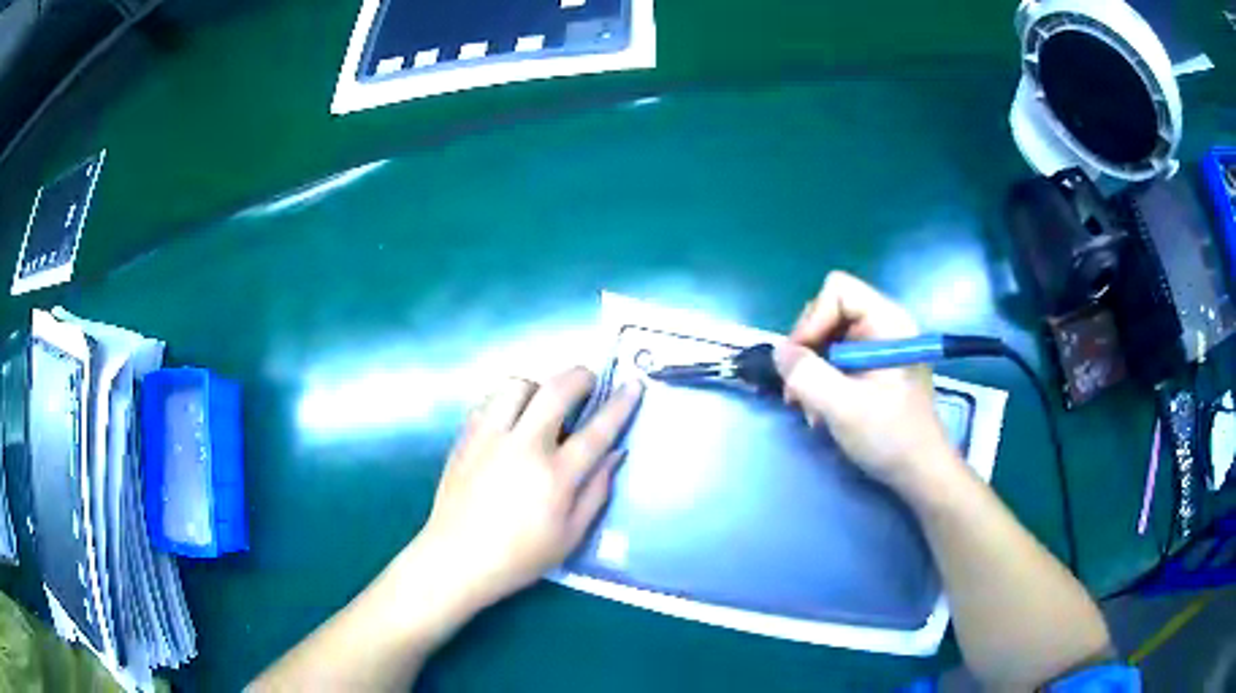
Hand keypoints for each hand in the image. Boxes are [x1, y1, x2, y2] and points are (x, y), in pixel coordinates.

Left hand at [416, 368, 643, 610]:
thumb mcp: (570, 536)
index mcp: (555, 477)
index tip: (633, 385)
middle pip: (556, 391)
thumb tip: (615, 454)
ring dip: (538, 386)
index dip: (619, 405)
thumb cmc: (520, 556)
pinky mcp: (465, 438)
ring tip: (544, 404)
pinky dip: (507, 401)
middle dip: (580, 376)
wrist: (457, 559)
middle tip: (589, 380)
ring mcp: (489, 438)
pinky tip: (512, 420)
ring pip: (516, 386)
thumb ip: (596, 492)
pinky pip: (489, 401)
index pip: (596, 431)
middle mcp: (523, 447)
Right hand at [774, 272, 956, 495]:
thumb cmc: (890, 437)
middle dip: (808, 349)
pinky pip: (834, 358)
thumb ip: (806, 375)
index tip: (802, 361)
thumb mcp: (844, 407)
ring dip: (811, 371)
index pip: (837, 291)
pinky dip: (821, 381)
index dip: (813, 320)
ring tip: (811, 408)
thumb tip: (779, 352)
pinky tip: (823, 411)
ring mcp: (878, 347)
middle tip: (799, 390)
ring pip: (827, 337)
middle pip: (828, 311)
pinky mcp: (872, 367)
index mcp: (889, 322)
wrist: (919, 473)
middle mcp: (884, 325)